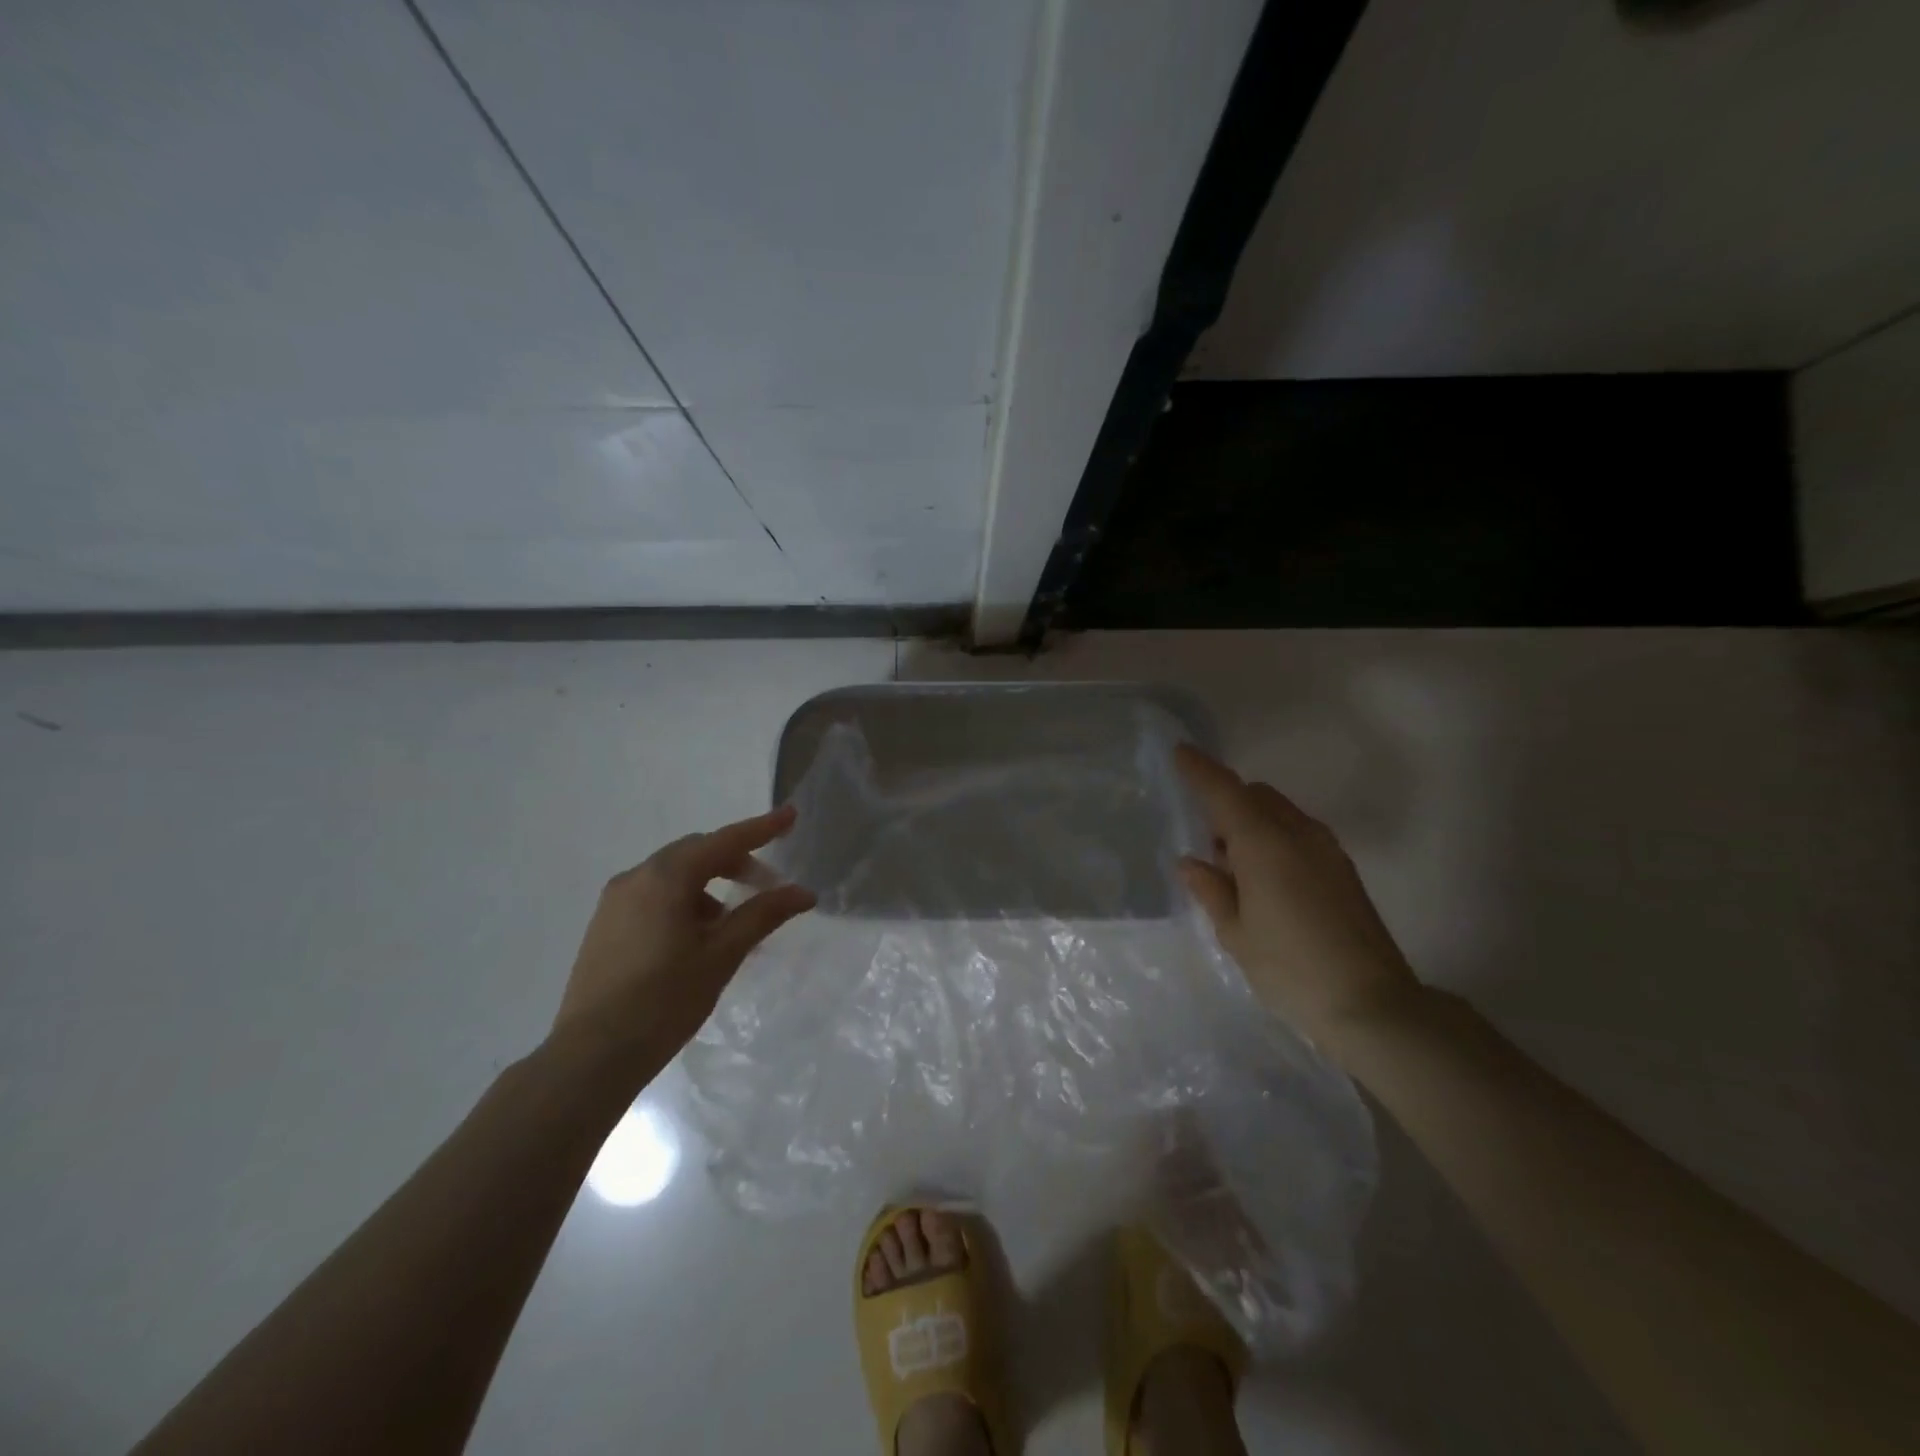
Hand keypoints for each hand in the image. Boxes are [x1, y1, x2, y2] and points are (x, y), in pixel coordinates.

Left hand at [551, 805, 815, 1080]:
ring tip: (732, 922)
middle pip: (697, 853)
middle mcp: (636, 878)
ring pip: (674, 875)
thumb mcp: (722, 956)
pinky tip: (697, 937)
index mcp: (665, 877)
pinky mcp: (605, 925)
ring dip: (709, 884)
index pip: (724, 841)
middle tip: (767, 886)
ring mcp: (615, 901)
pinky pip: (654, 896)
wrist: (591, 1057)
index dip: (761, 828)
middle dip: (736, 861)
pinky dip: (684, 901)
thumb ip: (763, 915)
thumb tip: (804, 892)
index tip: (791, 815)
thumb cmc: (664, 1001)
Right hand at [1174, 744, 1420, 1052]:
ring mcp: (1327, 850)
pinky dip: (1276, 839)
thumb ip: (1211, 890)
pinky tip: (1268, 884)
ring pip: (1280, 813)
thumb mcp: (1236, 933)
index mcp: (1264, 844)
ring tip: (1237, 873)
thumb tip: (1192, 862)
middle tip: (1209, 846)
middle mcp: (1298, 834)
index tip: (1180, 752)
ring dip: (1253, 823)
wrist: (1373, 1005)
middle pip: (1256, 795)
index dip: (1201, 770)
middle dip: (1228, 803)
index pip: (1225, 791)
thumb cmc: (1290, 969)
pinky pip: (1299, 834)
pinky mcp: (1344, 870)